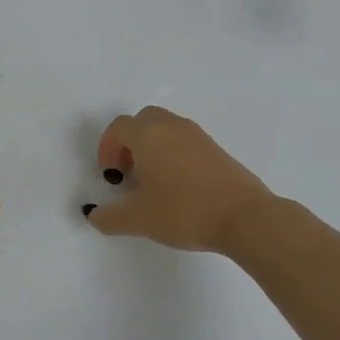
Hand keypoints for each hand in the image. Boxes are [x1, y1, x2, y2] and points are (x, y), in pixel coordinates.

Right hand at [86, 106, 276, 253]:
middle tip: (128, 171)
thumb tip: (94, 215)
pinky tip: (178, 186)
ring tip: (152, 180)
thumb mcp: (138, 219)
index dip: (107, 148)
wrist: (245, 217)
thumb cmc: (184, 211)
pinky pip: (185, 141)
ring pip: (166, 128)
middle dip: (129, 141)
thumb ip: (109, 217)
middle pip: (143, 120)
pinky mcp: (217, 150)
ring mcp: (198, 136)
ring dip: (152, 146)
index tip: (110, 175)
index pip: (119, 127)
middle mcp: (172, 127)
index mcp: (148, 135)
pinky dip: (173, 153)